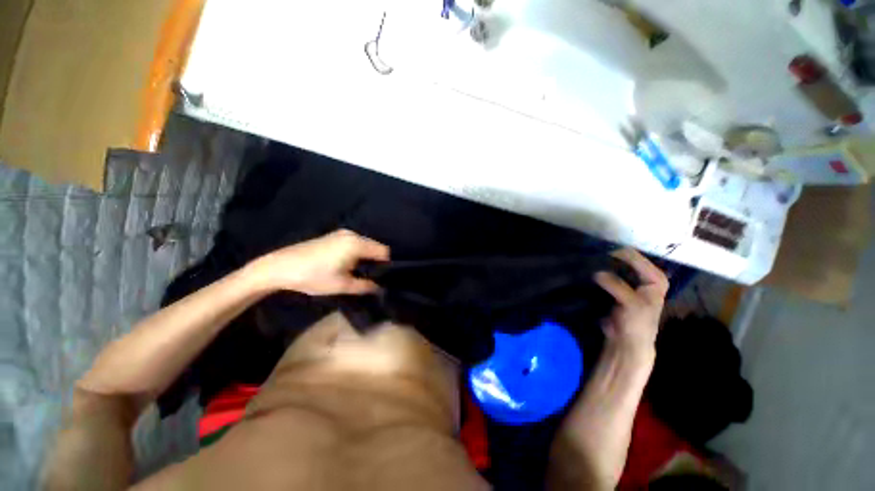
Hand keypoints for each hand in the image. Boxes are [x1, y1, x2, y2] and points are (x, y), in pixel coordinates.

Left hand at [252, 229, 389, 295]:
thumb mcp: (342, 285)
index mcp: (357, 244)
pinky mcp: (333, 235)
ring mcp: (342, 233)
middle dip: (377, 260)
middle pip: (375, 246)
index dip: (386, 264)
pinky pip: (355, 242)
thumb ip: (365, 286)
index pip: (384, 251)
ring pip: (365, 244)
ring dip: (366, 256)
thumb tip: (380, 288)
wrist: (280, 266)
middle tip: (372, 276)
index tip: (383, 277)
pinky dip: (357, 252)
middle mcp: (353, 235)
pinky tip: (348, 263)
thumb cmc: (313, 276)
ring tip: (360, 271)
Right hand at [595, 248, 668, 356]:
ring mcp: (628, 281)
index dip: (618, 254)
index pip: (635, 257)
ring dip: (600, 264)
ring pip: (613, 266)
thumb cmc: (637, 324)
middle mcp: (643, 276)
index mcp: (655, 277)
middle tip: (589, 254)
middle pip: (623, 259)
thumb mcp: (631, 304)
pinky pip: (605, 274)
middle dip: (607, 257)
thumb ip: (617, 286)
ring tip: (585, 260)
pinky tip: (585, 270)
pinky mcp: (615, 287)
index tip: (597, 252)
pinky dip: (596, 272)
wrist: (626, 342)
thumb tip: (597, 272)